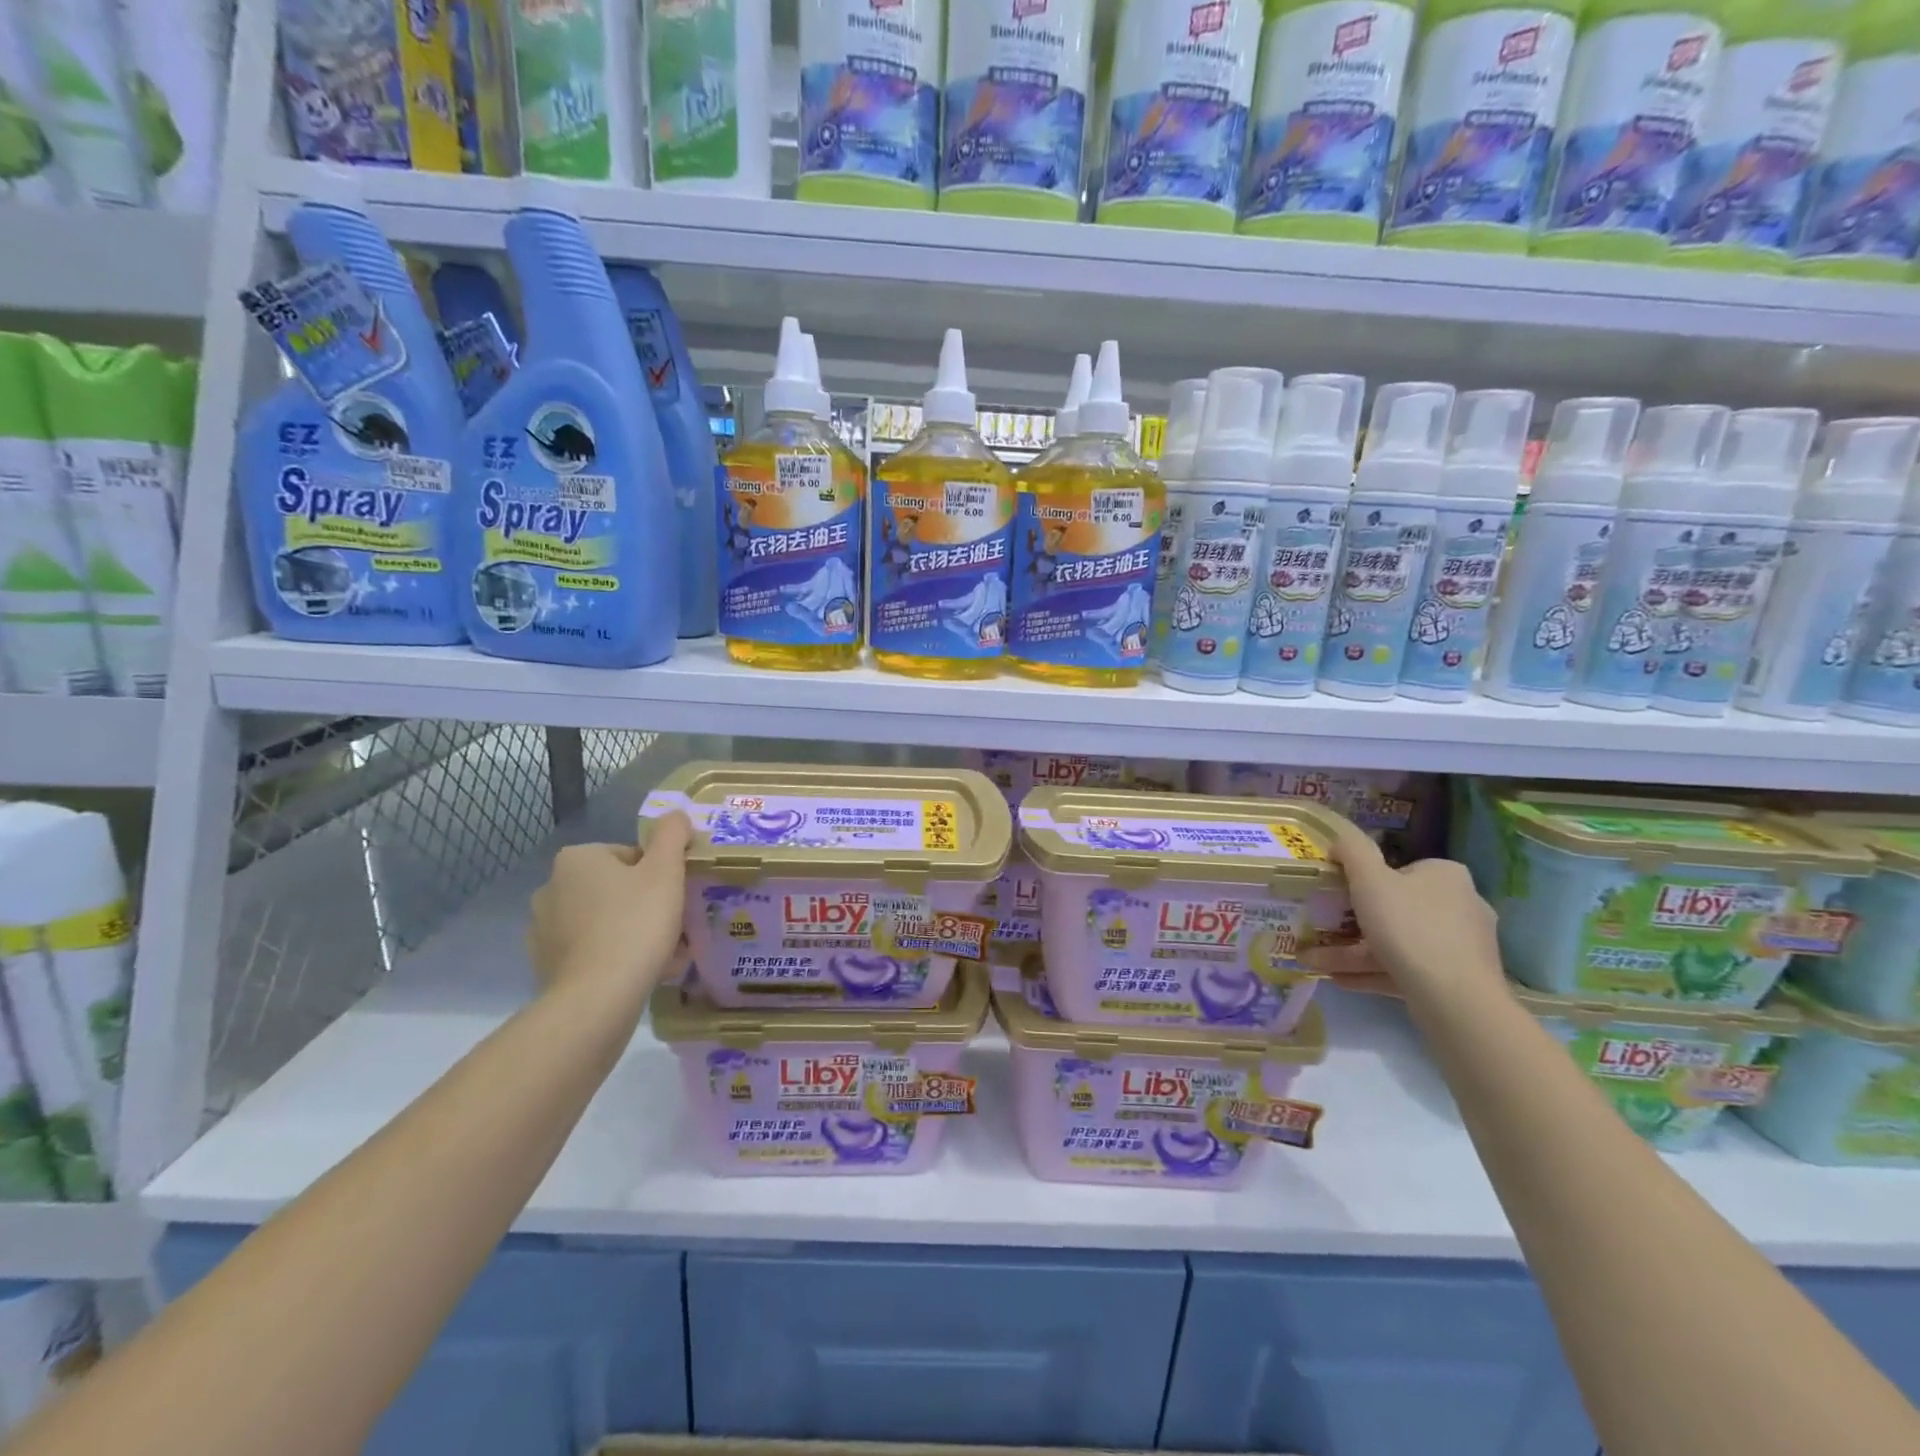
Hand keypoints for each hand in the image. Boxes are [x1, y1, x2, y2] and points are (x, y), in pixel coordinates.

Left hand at [527, 811, 690, 1001]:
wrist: (597, 998)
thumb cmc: (635, 923)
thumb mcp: (666, 870)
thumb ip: (672, 834)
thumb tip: (675, 814)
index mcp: (576, 859)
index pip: (630, 856)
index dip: (659, 875)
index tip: (675, 897)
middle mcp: (550, 888)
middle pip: (616, 888)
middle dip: (644, 904)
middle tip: (673, 926)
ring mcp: (543, 929)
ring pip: (603, 920)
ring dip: (630, 931)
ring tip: (662, 955)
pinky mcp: (545, 965)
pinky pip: (590, 950)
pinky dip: (613, 956)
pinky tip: (638, 973)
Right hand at [1306, 817, 1503, 1002]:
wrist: (1454, 997)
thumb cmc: (1408, 926)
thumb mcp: (1369, 879)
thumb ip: (1352, 852)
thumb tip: (1340, 842)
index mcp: (1446, 875)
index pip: (1400, 871)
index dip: (1365, 882)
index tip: (1338, 897)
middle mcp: (1462, 905)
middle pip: (1397, 909)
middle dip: (1354, 923)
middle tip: (1322, 930)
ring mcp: (1462, 946)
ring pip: (1398, 943)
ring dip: (1354, 952)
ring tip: (1315, 961)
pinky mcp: (1457, 980)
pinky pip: (1406, 969)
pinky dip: (1372, 972)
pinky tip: (1340, 980)